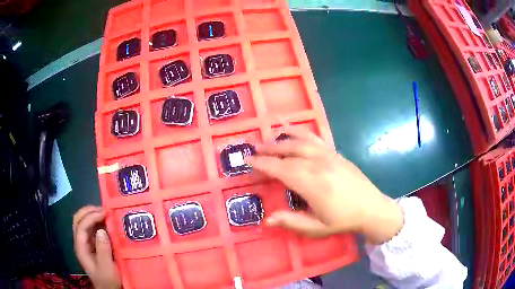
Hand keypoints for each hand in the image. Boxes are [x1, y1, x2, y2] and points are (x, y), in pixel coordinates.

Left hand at [73, 206, 120, 288]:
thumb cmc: (108, 280)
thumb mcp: (107, 268)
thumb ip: (103, 250)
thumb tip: (102, 230)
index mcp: (81, 248)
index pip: (81, 226)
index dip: (91, 217)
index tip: (105, 213)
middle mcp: (80, 242)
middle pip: (78, 220)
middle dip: (89, 211)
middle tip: (103, 209)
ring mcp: (86, 243)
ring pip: (84, 222)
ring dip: (93, 215)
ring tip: (106, 213)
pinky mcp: (92, 244)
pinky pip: (92, 228)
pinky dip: (98, 222)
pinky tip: (106, 223)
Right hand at [247, 127, 403, 243]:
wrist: (372, 208)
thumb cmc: (344, 220)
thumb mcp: (317, 228)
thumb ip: (292, 222)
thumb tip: (267, 219)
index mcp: (311, 184)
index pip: (280, 169)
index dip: (262, 164)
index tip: (248, 161)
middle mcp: (318, 164)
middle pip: (288, 152)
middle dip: (268, 150)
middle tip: (253, 150)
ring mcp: (328, 155)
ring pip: (300, 141)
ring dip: (281, 139)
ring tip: (268, 139)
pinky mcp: (335, 153)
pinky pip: (314, 138)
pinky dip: (300, 132)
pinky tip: (293, 131)